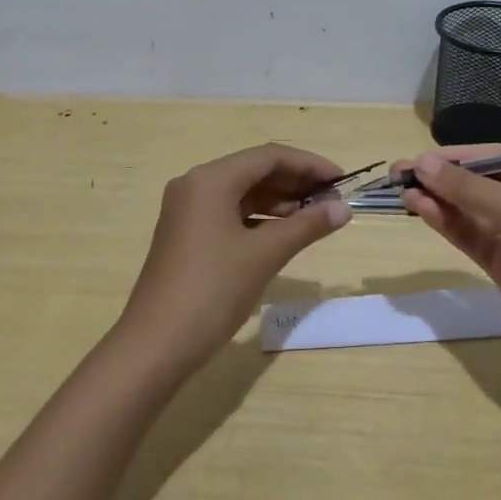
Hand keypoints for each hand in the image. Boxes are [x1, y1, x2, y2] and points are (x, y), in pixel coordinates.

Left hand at [120, 144, 350, 370]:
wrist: (157, 343)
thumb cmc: (214, 290)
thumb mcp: (265, 255)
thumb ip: (306, 226)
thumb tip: (343, 209)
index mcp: (211, 179)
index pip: (269, 156)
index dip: (309, 165)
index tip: (342, 181)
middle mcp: (195, 185)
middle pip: (254, 171)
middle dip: (295, 182)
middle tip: (332, 200)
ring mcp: (187, 210)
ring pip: (242, 193)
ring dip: (279, 201)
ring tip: (315, 217)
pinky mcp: (186, 234)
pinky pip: (229, 213)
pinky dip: (259, 219)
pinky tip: (284, 233)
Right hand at [396, 147, 500, 372]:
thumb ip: (470, 188)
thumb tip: (423, 162)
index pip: (495, 156)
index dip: (454, 156)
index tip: (415, 159)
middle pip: (479, 182)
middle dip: (440, 177)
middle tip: (396, 174)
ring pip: (471, 210)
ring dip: (438, 200)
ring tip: (400, 192)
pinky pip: (471, 236)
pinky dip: (447, 223)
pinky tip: (421, 211)